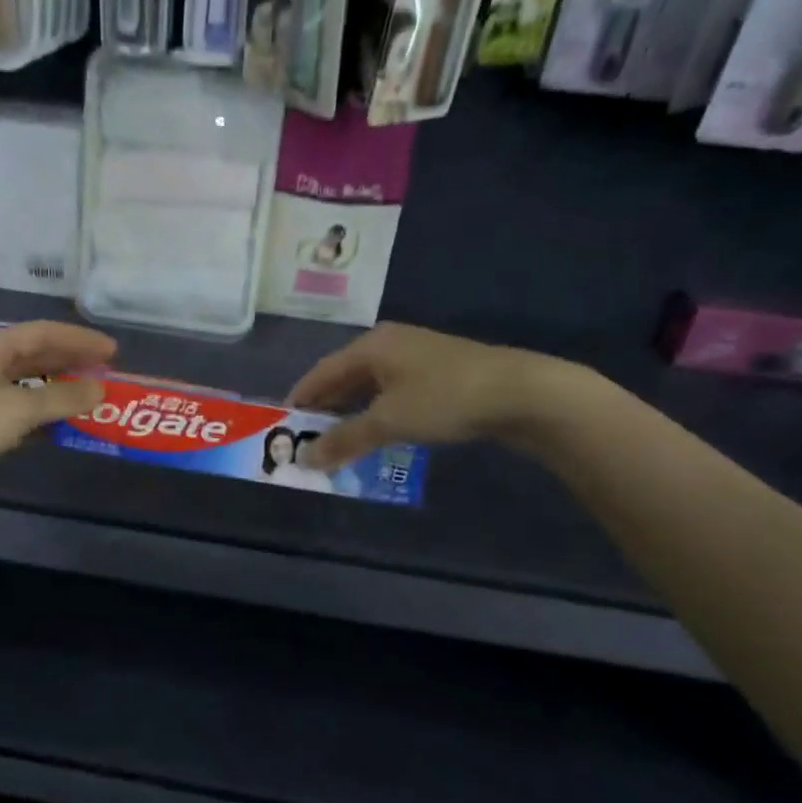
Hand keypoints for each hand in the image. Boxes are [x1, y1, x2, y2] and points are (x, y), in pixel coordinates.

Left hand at [0, 321, 114, 529]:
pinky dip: (44, 420)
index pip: (42, 333)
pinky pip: (20, 418)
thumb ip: (61, 397)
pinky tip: (64, 428)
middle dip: (71, 363)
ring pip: (29, 389)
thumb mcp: (16, 406)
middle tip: (108, 374)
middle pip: (35, 358)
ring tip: (93, 400)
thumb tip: (100, 389)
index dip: (79, 339)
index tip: (113, 352)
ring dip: (60, 393)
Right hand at [286, 323, 590, 470]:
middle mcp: (390, 344)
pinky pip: (393, 393)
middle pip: (344, 377)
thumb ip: (344, 439)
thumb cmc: (444, 398)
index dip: (300, 398)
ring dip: (352, 413)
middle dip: (325, 408)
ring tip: (337, 441)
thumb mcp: (388, 421)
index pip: (321, 372)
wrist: (520, 392)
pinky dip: (378, 413)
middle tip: (306, 437)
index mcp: (371, 346)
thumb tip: (305, 458)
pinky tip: (378, 433)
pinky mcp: (439, 373)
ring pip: (370, 386)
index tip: (281, 424)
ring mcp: (417, 357)